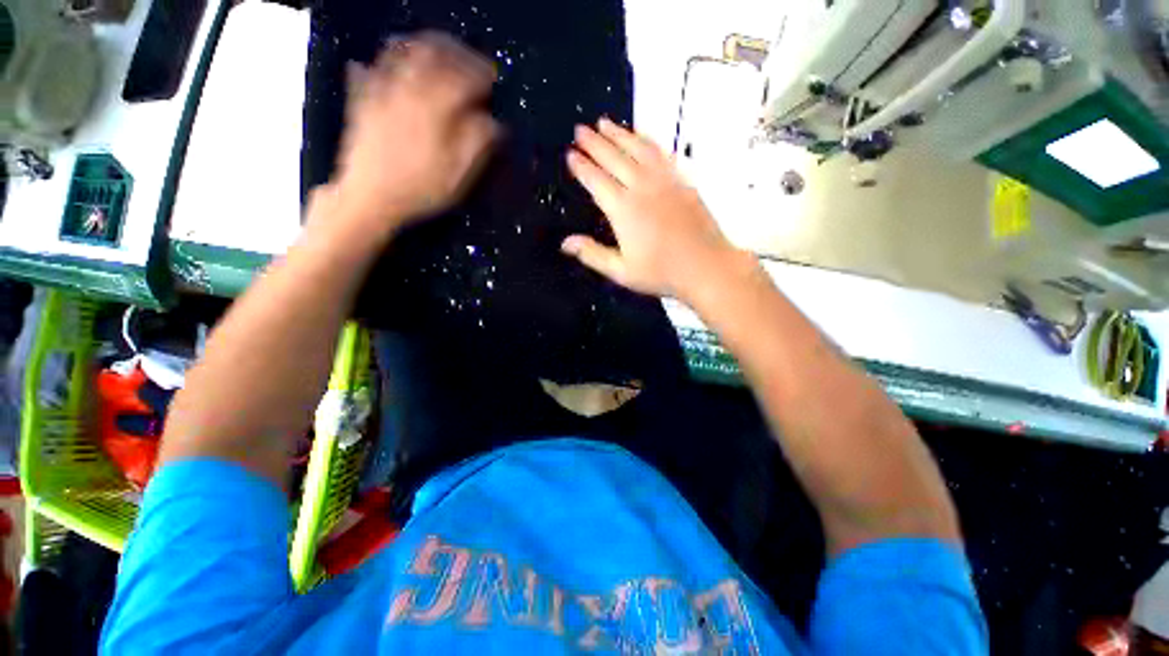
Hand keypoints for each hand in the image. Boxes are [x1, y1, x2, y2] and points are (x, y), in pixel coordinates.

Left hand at [327, 33, 499, 238]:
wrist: (369, 198)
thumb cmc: (420, 190)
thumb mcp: (458, 175)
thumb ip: (477, 144)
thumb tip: (494, 122)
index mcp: (435, 110)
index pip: (463, 78)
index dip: (481, 74)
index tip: (493, 79)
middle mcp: (408, 91)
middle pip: (433, 54)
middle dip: (455, 51)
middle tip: (469, 58)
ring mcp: (382, 92)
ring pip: (402, 52)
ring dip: (424, 46)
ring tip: (438, 50)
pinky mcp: (364, 100)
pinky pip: (372, 67)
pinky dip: (385, 58)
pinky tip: (392, 58)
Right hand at [563, 119, 744, 301]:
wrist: (706, 266)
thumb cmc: (661, 272)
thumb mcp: (621, 271)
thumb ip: (592, 254)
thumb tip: (565, 243)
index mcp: (623, 210)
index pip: (596, 180)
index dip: (581, 166)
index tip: (570, 154)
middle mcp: (641, 188)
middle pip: (614, 158)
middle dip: (594, 142)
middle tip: (580, 129)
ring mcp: (664, 181)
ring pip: (637, 149)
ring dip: (619, 134)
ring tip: (604, 122)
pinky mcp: (682, 180)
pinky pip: (661, 153)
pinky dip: (648, 140)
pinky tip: (641, 135)